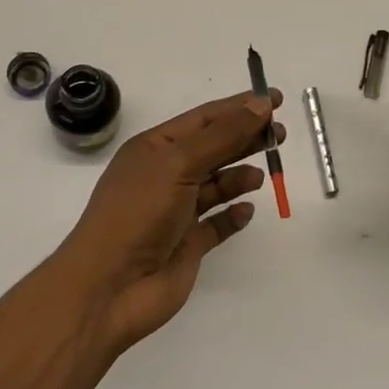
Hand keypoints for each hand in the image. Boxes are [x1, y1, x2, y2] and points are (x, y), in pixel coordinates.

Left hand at [55, 89, 283, 352]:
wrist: (108, 288)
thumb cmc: (138, 213)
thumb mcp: (179, 163)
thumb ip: (223, 135)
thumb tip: (261, 104)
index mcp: (155, 148)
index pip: (205, 118)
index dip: (240, 107)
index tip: (276, 99)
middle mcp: (165, 175)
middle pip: (215, 148)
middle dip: (246, 138)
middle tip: (281, 135)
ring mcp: (177, 212)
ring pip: (217, 185)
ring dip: (240, 176)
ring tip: (261, 176)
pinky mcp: (187, 245)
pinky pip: (217, 223)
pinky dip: (233, 215)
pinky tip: (247, 211)